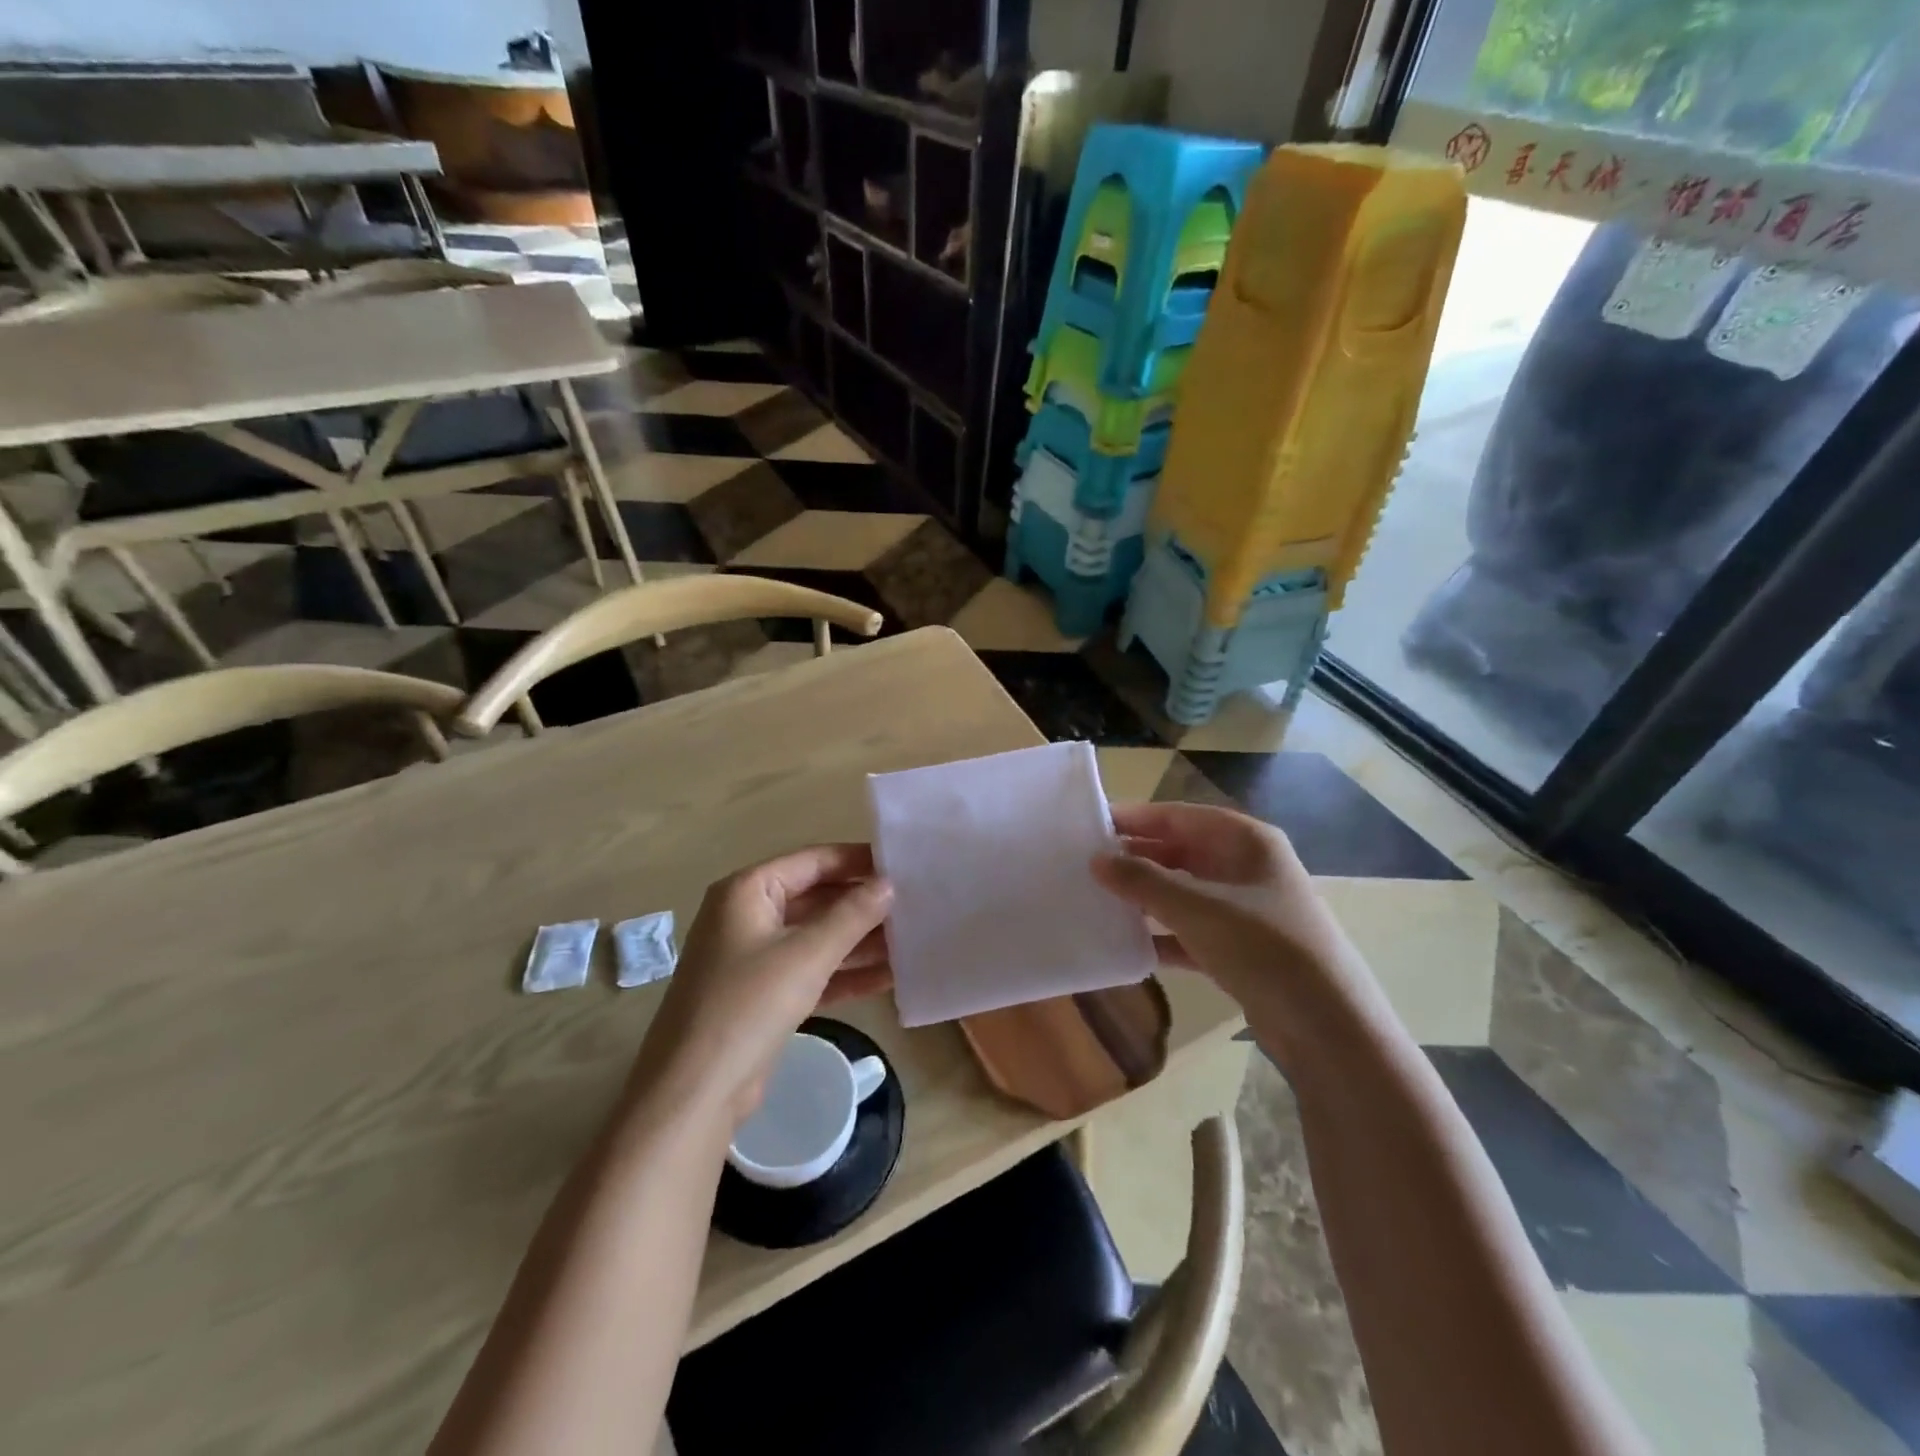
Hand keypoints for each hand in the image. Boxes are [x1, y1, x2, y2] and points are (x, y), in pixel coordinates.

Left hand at [630, 844, 893, 1129]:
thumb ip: (852, 915)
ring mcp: (754, 957)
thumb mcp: (806, 954)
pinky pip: (811, 971)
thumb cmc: (748, 1005)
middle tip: (915, 906)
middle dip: (863, 905)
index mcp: (748, 891)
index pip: (813, 861)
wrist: (694, 1092)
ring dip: (860, 941)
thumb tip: (888, 884)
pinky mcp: (764, 995)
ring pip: (817, 937)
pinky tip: (889, 978)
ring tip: (912, 941)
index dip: (858, 861)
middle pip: (817, 898)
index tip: (904, 866)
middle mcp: (748, 916)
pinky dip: (845, 973)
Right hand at [1092, 802, 1356, 999]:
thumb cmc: (1263, 947)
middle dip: (1136, 857)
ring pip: (1183, 891)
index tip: (1090, 824)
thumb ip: (1142, 881)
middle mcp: (1246, 867)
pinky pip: (1190, 930)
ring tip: (1097, 899)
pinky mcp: (1241, 948)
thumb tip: (1096, 860)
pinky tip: (1127, 945)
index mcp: (1245, 841)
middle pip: (1180, 852)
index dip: (1135, 818)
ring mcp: (1245, 909)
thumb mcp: (1197, 907)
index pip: (1179, 816)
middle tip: (1086, 864)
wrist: (1327, 1026)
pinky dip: (1162, 934)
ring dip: (1145, 896)